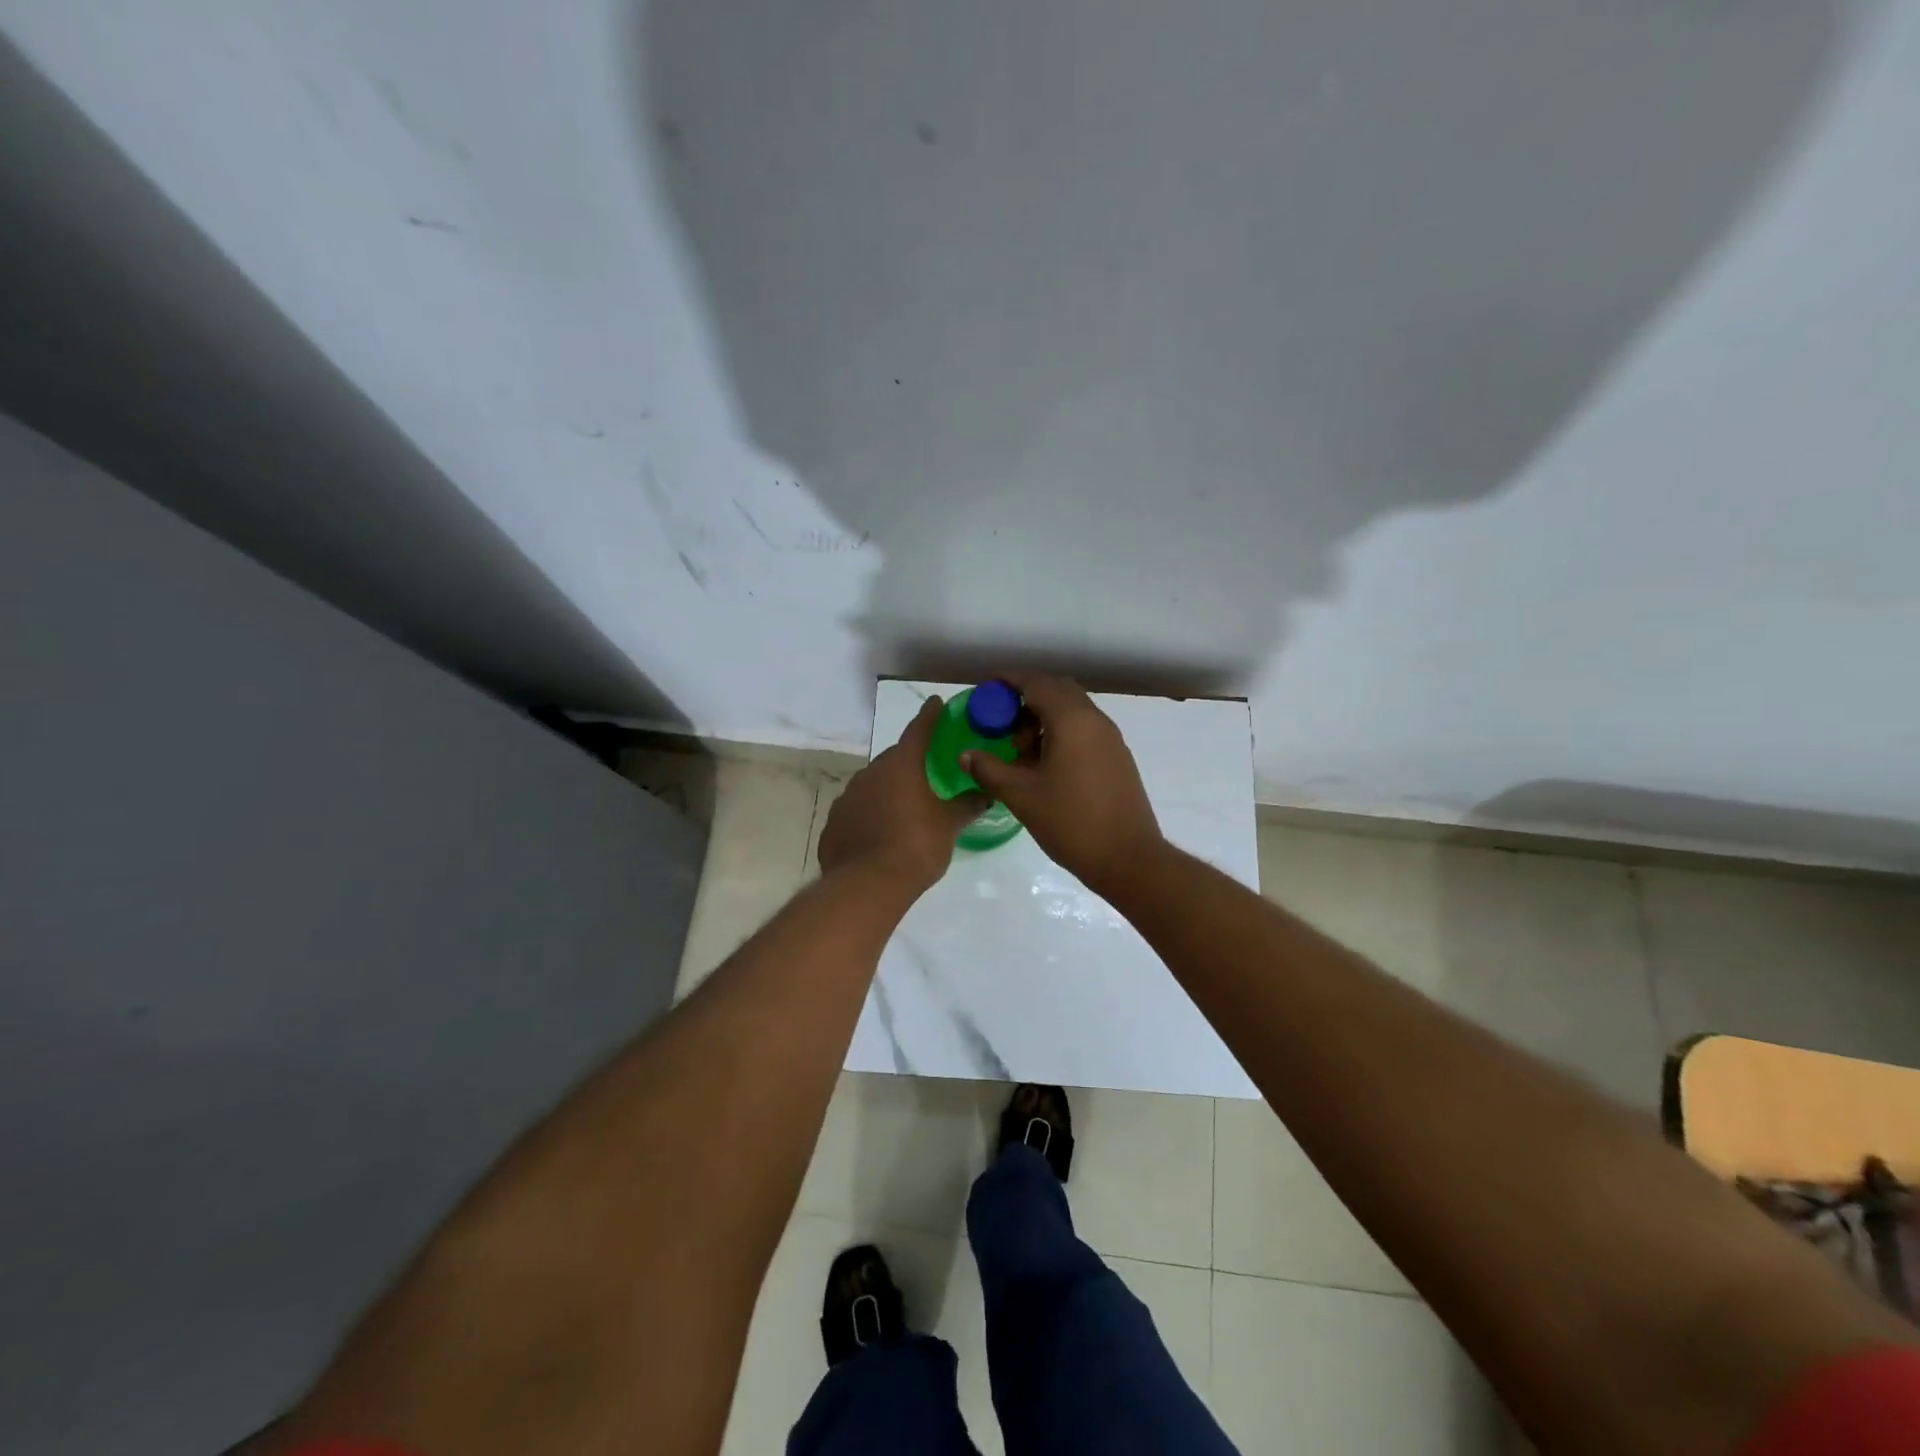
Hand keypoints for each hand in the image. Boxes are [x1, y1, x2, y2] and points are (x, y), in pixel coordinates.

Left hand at [819, 696, 987, 893]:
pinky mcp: (834, 824)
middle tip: (927, 772)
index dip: (929, 716)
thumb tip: (987, 793)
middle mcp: (870, 773)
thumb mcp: (949, 826)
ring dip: (887, 791)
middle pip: (894, 760)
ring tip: (904, 809)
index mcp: (900, 765)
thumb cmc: (915, 846)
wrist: (866, 885)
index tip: (935, 703)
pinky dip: (869, 816)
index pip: (918, 731)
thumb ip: (967, 806)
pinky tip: (879, 834)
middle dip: (909, 763)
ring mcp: (847, 798)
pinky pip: (857, 812)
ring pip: (872, 786)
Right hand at [960, 674, 1165, 895]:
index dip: (1008, 681)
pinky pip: (1084, 729)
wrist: (1128, 858)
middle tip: (1002, 723)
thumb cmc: (1071, 822)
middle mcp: (1095, 720)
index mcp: (1072, 720)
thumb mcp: (1021, 796)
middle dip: (1026, 698)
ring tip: (1021, 751)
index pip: (1036, 683)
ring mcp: (1110, 738)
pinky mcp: (1117, 757)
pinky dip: (1061, 733)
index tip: (986, 688)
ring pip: (1072, 710)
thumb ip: (990, 769)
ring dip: (1044, 718)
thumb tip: (966, 754)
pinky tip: (1045, 765)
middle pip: (1057, 691)